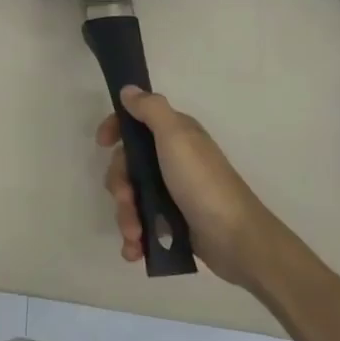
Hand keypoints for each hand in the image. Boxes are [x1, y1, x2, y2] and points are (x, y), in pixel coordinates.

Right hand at [97, 88, 285, 289]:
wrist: (237, 239)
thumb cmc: (203, 183)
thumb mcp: (176, 137)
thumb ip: (151, 110)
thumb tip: (129, 90)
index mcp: (174, 136)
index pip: (135, 123)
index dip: (116, 130)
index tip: (102, 143)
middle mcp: (171, 160)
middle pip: (127, 165)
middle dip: (119, 186)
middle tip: (125, 200)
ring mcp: (172, 192)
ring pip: (131, 196)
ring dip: (126, 216)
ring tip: (134, 235)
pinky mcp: (173, 221)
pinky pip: (142, 223)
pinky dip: (135, 237)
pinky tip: (134, 250)